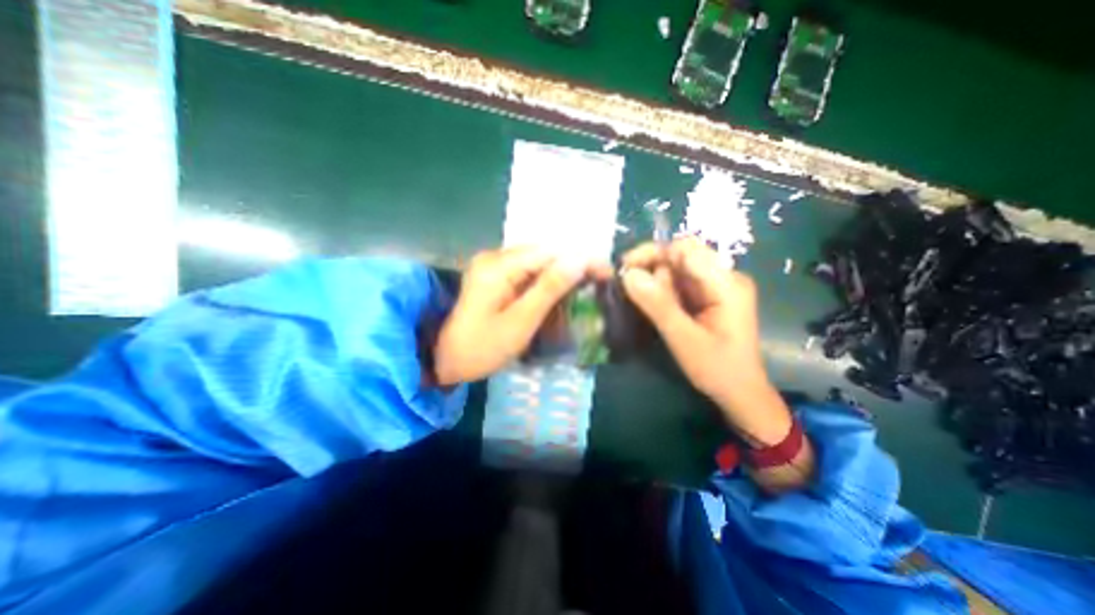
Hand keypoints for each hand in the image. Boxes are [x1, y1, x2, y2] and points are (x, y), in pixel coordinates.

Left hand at [435, 247, 607, 382]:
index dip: (580, 259)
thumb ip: (548, 289)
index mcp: (497, 266)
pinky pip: (526, 272)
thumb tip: (579, 259)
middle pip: (543, 253)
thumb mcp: (519, 322)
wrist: (445, 361)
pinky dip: (545, 281)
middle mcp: (494, 258)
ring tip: (586, 286)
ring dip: (560, 273)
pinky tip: (559, 291)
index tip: (605, 272)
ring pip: (536, 262)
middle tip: (599, 281)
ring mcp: (492, 266)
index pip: (549, 252)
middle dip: (572, 266)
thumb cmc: (482, 348)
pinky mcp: (493, 277)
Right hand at [620, 238, 791, 444]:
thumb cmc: (717, 370)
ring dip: (654, 281)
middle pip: (680, 255)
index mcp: (727, 284)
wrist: (740, 394)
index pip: (685, 249)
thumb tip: (628, 274)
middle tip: (631, 291)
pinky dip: (661, 290)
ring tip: (643, 305)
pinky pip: (679, 282)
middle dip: (651, 269)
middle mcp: (724, 277)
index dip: (652, 254)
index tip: (625, 271)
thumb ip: (657, 305)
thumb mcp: (683, 339)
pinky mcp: (708, 296)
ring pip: (676, 268)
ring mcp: (717, 286)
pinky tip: (652, 305)